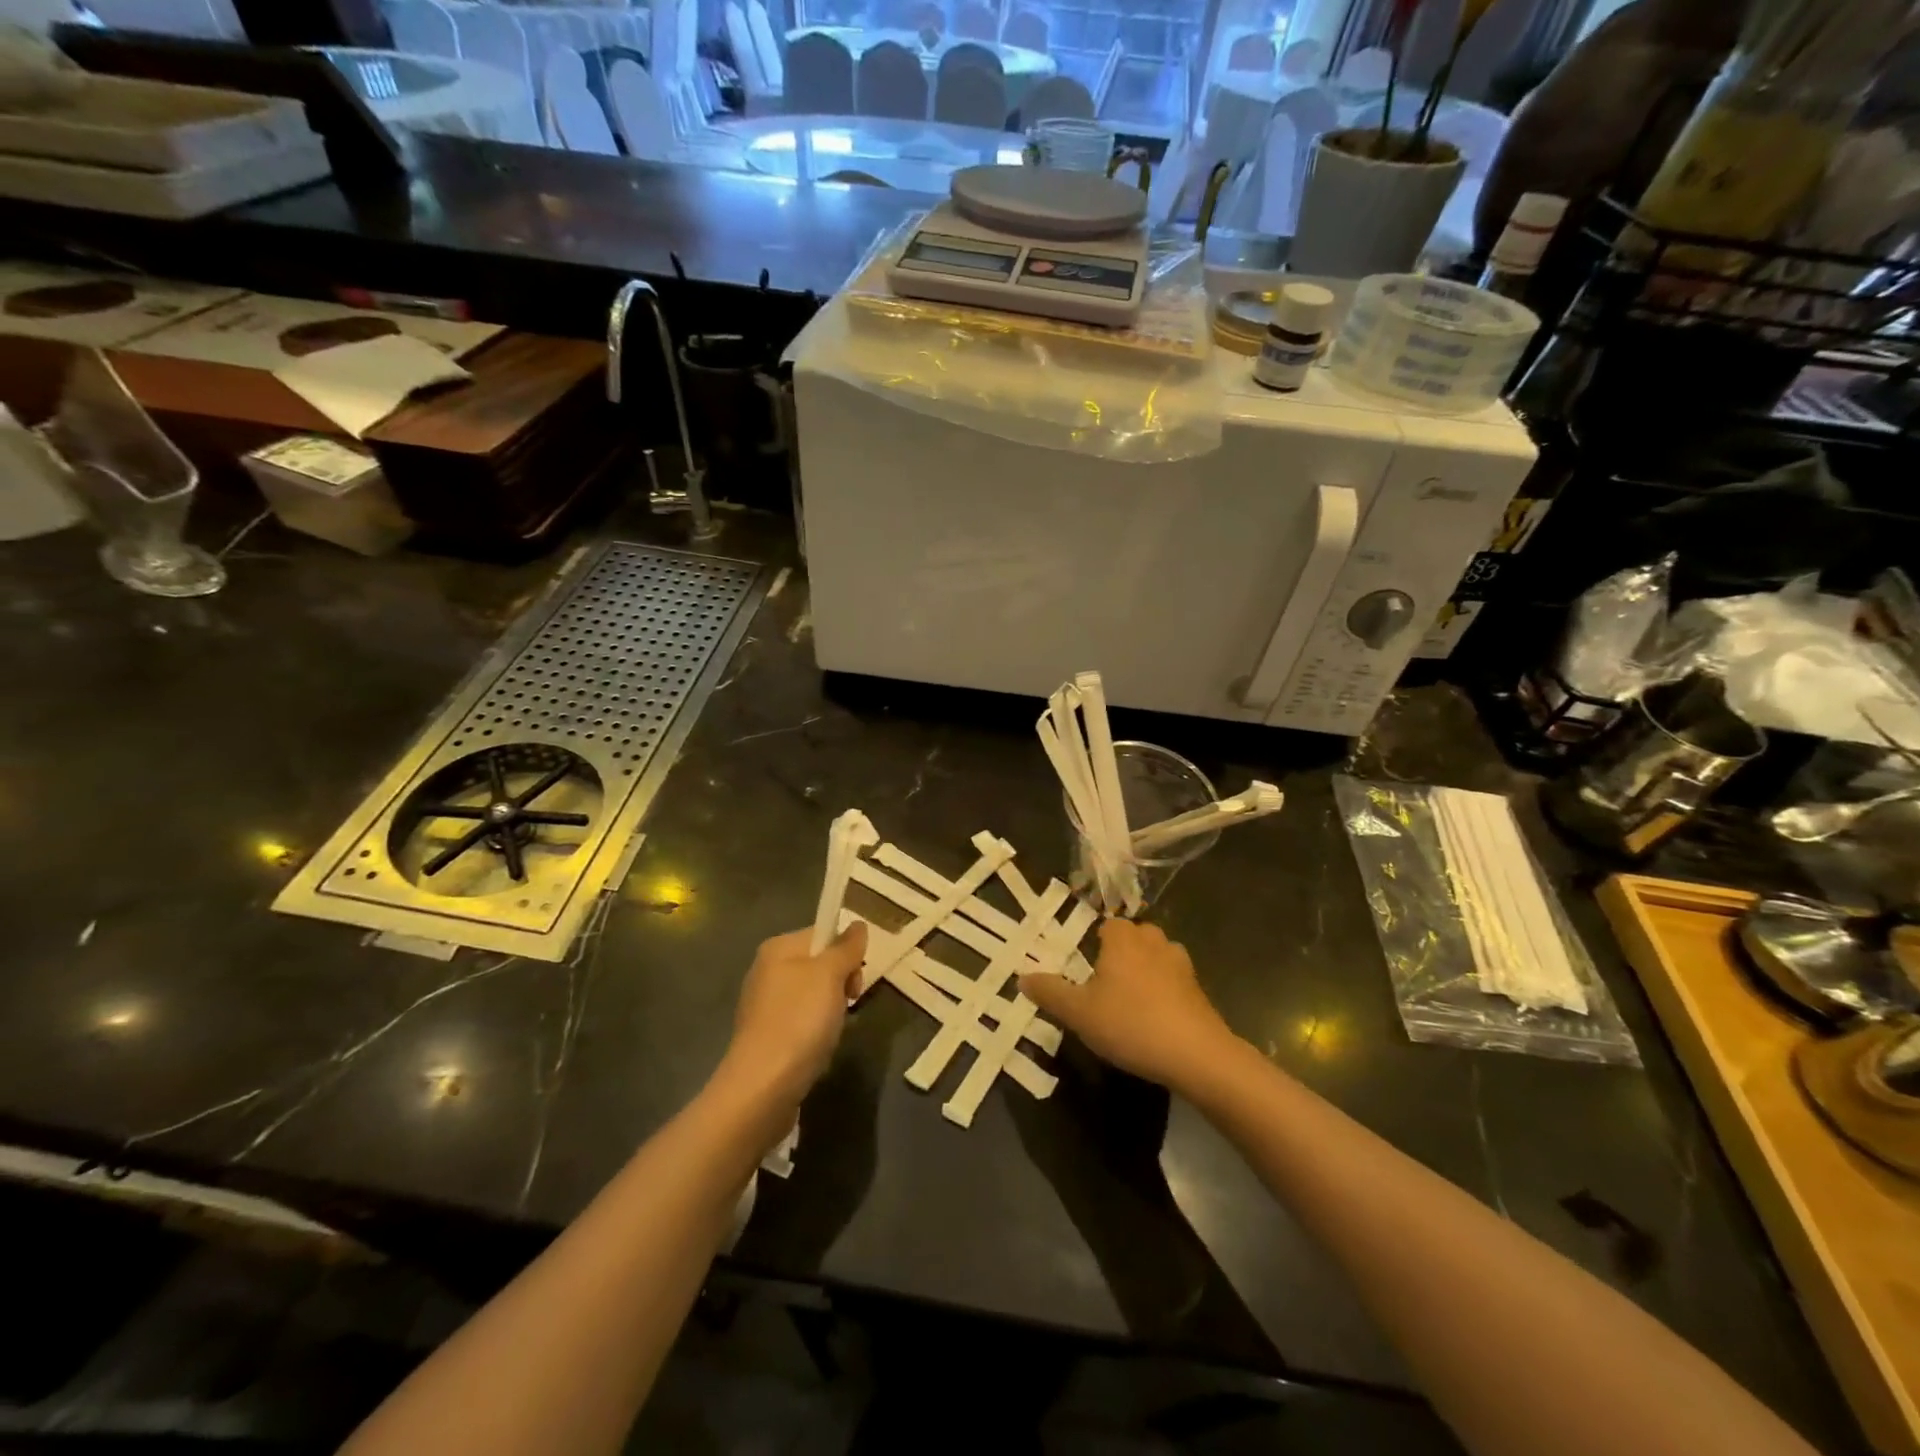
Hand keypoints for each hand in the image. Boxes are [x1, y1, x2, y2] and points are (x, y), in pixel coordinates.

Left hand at [718, 924, 867, 1113]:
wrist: (762, 1087)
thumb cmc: (799, 1021)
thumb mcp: (830, 975)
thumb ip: (846, 947)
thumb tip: (858, 925)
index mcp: (777, 949)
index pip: (822, 933)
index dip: (846, 952)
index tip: (855, 978)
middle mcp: (766, 971)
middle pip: (819, 965)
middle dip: (841, 983)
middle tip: (848, 1003)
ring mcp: (764, 1006)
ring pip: (813, 996)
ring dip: (831, 1012)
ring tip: (831, 1032)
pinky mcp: (766, 1037)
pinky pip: (802, 1023)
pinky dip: (815, 1033)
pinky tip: (818, 1050)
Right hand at [1020, 919, 1236, 1091]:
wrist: (1196, 1055)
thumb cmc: (1130, 1024)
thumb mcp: (1079, 1013)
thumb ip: (1049, 992)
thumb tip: (1023, 977)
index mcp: (1123, 938)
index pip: (1106, 925)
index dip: (1094, 944)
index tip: (1084, 970)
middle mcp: (1153, 940)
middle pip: (1132, 938)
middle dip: (1119, 956)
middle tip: (1102, 988)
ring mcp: (1180, 963)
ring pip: (1155, 957)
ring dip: (1143, 973)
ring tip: (1128, 1003)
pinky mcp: (1198, 988)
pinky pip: (1173, 981)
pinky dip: (1163, 992)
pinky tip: (1153, 1019)